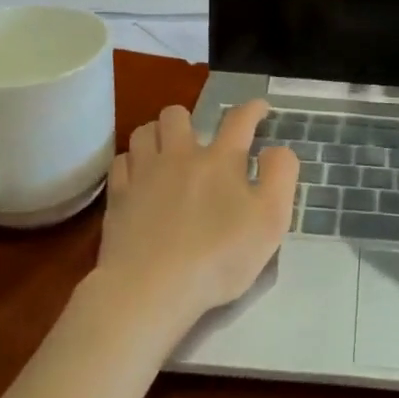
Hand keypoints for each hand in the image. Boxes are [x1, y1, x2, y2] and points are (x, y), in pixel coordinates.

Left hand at [95, 100, 298, 332]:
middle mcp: (180, 156)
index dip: (252, 109)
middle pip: (177, 114)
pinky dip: (132, 162)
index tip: (260, 108)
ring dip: (157, 134)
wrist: (151, 289)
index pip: (239, 120)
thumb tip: (275, 149)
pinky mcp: (118, 197)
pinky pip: (121, 162)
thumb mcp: (271, 220)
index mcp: (220, 160)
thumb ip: (280, 176)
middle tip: (199, 139)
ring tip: (166, 151)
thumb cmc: (219, 257)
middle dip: (190, 118)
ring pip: (144, 132)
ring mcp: (144, 175)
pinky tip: (139, 177)